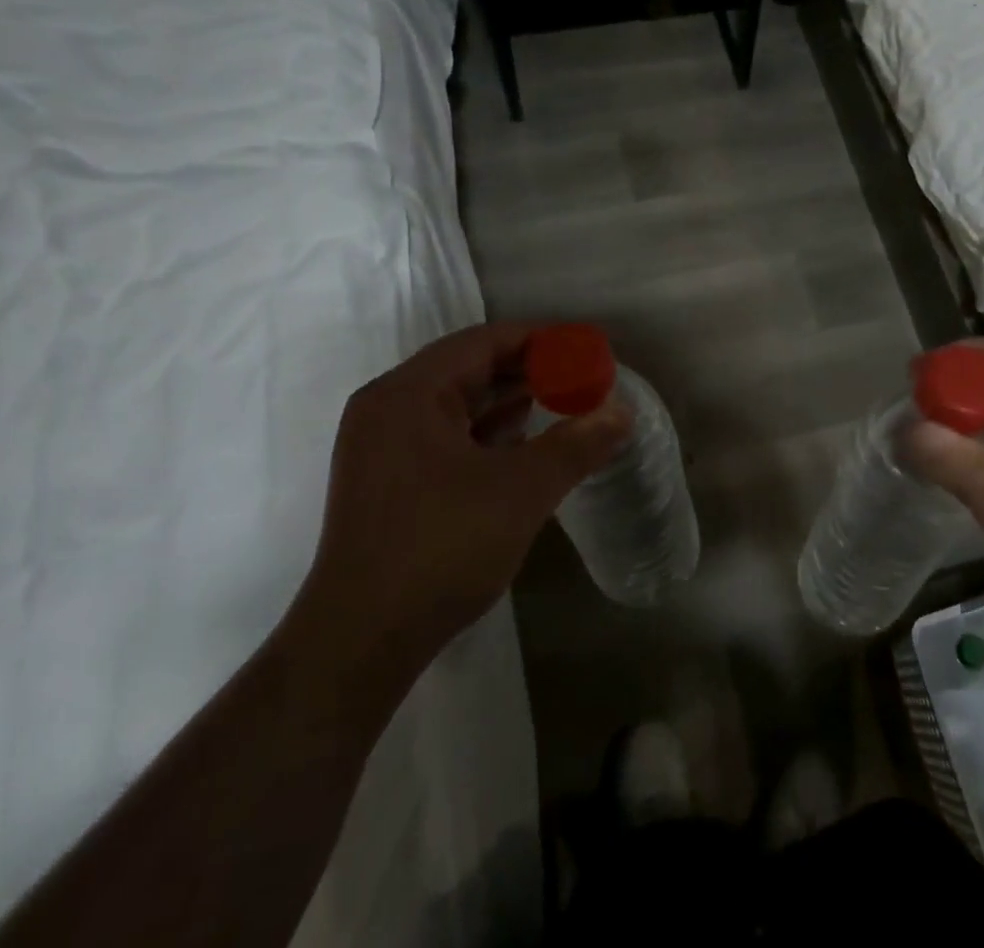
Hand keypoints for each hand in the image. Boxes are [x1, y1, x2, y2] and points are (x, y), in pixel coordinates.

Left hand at [282, 322, 631, 690]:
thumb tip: (622, 412)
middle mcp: (389, 408)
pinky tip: (526, 443)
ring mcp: (383, 447)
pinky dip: (489, 432)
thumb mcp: (523, 489)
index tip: (586, 348)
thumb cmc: (441, 548)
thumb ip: (577, 443)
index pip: (484, 341)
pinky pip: (447, 435)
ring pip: (459, 404)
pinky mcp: (389, 481)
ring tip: (565, 403)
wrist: (360, 643)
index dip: (541, 339)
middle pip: (470, 368)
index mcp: (409, 393)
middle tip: (583, 377)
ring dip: (511, 401)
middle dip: (530, 371)